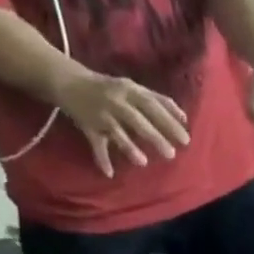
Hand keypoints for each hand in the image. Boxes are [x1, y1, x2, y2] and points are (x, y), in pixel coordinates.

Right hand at [56, 69, 190, 175]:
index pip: (153, 105)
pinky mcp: (88, 126)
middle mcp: (116, 100)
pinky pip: (95, 144)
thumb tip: (185, 118)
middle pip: (137, 119)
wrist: (67, 80)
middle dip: (155, 136)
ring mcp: (101, 114)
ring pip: (115, 131)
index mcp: (130, 90)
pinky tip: (110, 173)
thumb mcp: (134, 89)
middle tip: (172, 154)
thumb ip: (159, 101)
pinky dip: (101, 158)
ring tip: (143, 162)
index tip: (185, 139)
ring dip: (128, 146)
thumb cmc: (110, 88)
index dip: (169, 121)